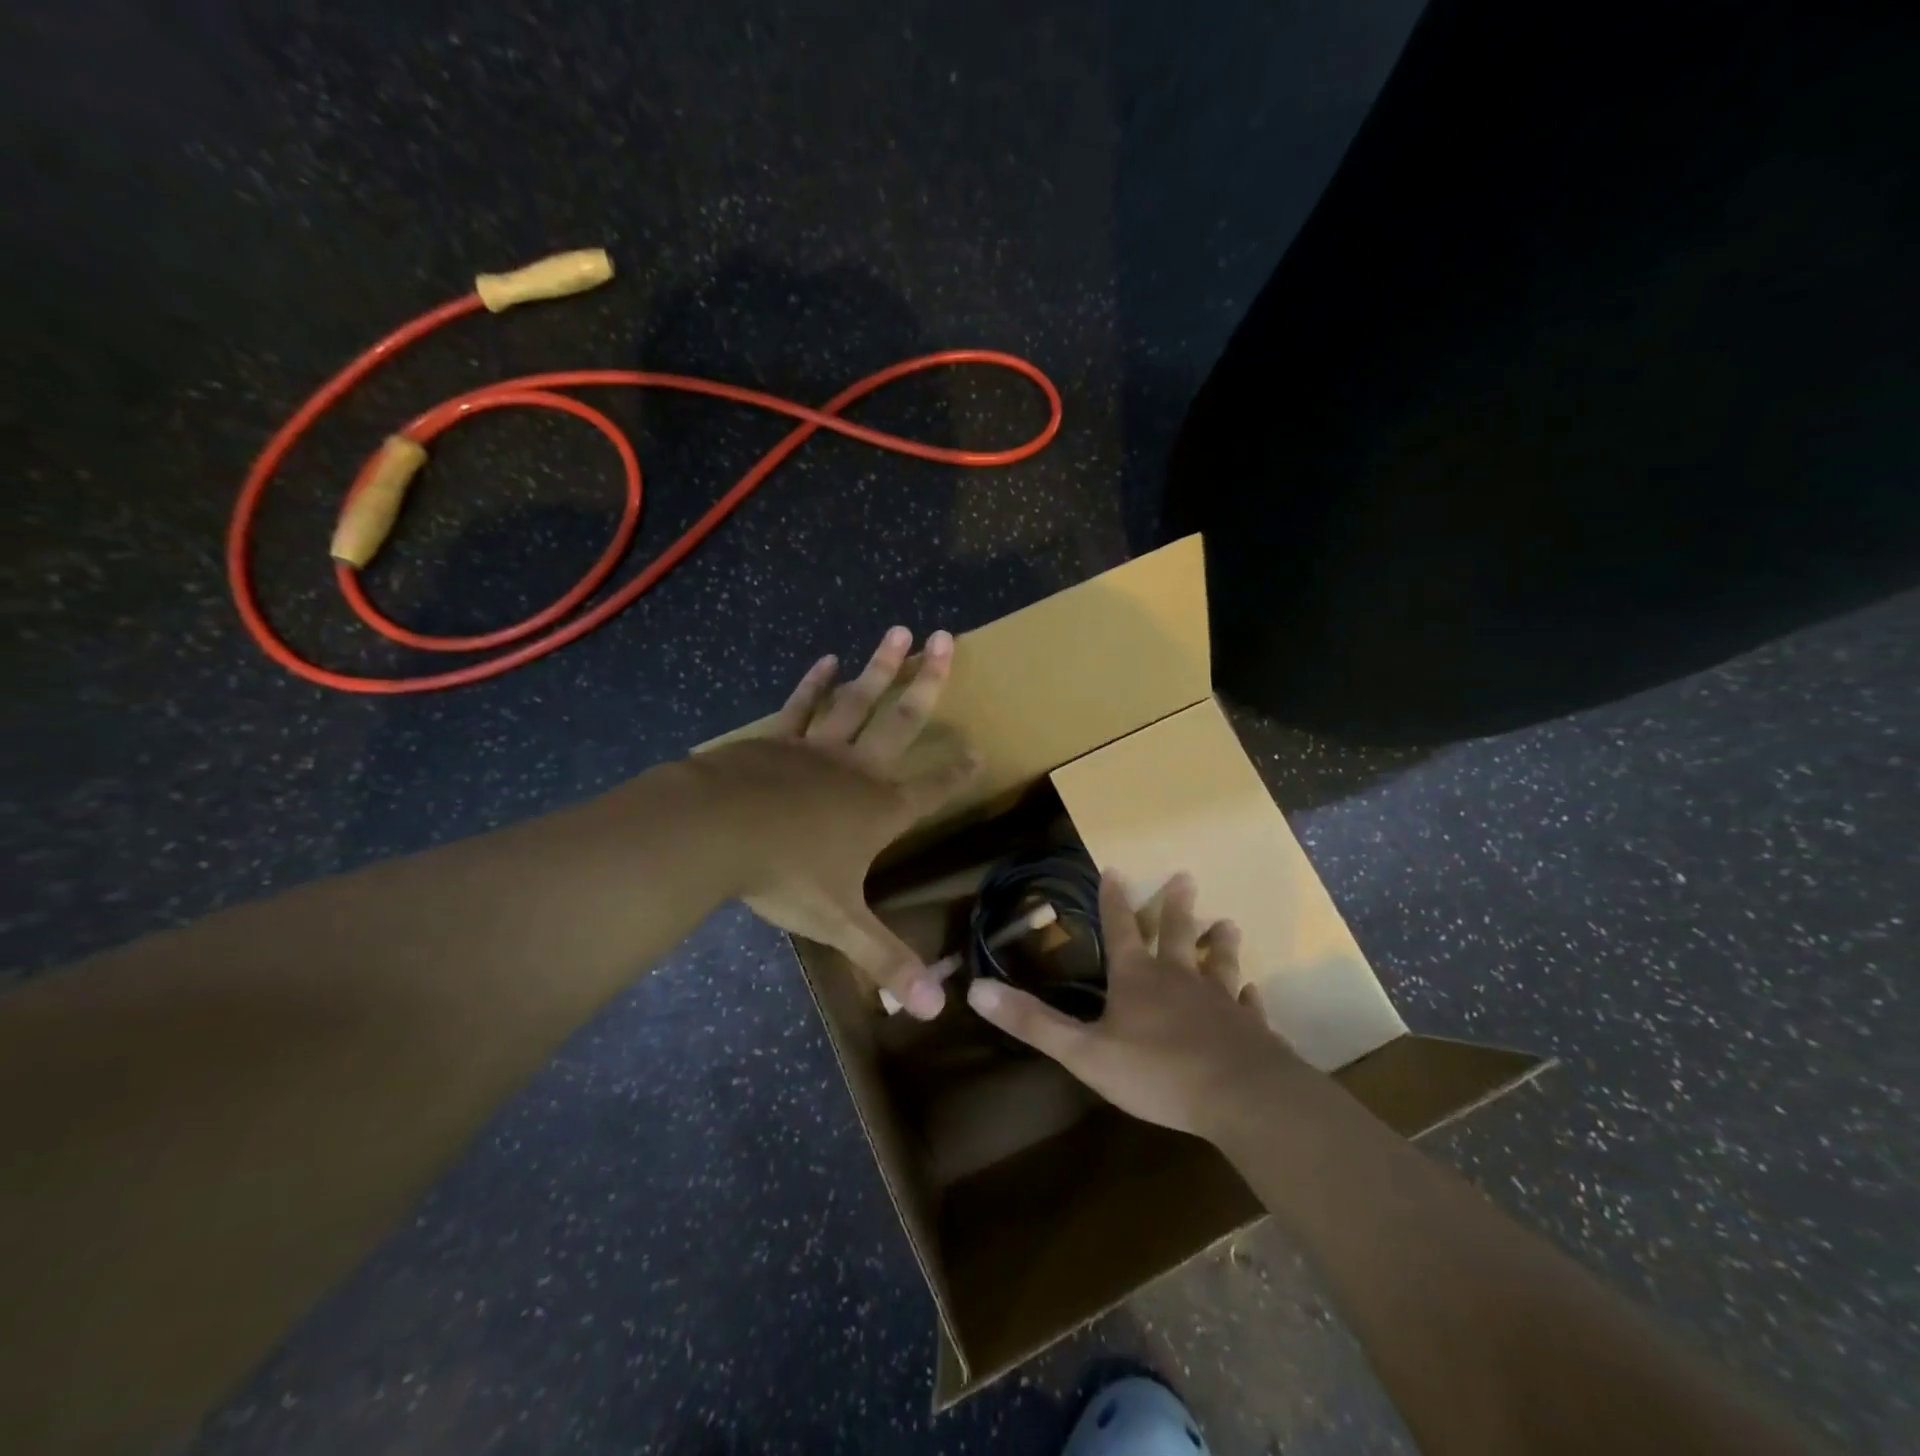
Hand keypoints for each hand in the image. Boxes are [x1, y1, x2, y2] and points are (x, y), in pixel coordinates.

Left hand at [686, 626, 978, 1019]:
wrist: (716, 830)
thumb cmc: (786, 873)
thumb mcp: (840, 922)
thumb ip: (886, 961)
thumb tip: (936, 1012)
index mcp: (879, 810)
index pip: (932, 791)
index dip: (958, 773)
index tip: (980, 750)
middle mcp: (856, 770)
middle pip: (902, 721)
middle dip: (927, 682)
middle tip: (945, 638)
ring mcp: (816, 749)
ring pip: (857, 700)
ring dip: (880, 667)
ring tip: (899, 630)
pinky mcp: (776, 741)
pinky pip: (801, 706)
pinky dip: (815, 683)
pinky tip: (827, 659)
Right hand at [966, 869, 1300, 1139]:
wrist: (1241, 1097)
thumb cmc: (1157, 1072)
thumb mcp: (1083, 1052)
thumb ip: (1033, 1022)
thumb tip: (975, 989)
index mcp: (1137, 978)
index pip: (1121, 929)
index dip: (1114, 900)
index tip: (1115, 868)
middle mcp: (1180, 979)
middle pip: (1177, 933)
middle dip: (1176, 906)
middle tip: (1185, 876)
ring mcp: (1221, 1002)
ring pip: (1220, 962)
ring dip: (1220, 943)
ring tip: (1227, 923)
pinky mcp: (1251, 1030)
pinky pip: (1249, 1007)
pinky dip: (1250, 997)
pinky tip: (1255, 993)